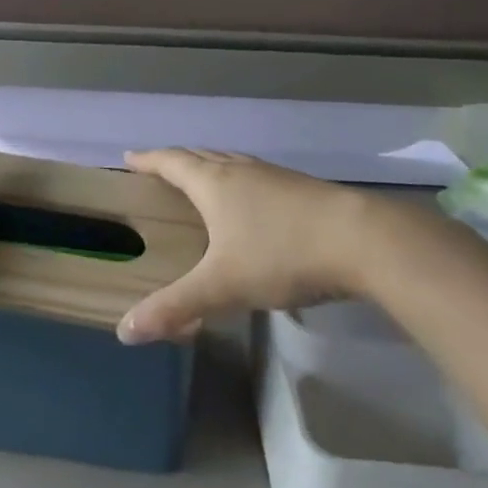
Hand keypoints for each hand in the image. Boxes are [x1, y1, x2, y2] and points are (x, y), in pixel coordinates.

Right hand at [117, 150, 390, 343]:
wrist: (362, 240)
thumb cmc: (281, 254)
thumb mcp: (222, 286)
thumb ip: (175, 307)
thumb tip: (124, 332)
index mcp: (214, 183)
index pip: (171, 162)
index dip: (148, 159)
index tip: (130, 156)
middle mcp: (241, 171)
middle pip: (201, 156)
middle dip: (177, 161)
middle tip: (160, 168)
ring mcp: (275, 177)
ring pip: (233, 163)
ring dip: (211, 166)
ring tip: (202, 180)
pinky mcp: (303, 190)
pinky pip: (258, 177)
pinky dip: (241, 182)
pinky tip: (253, 203)